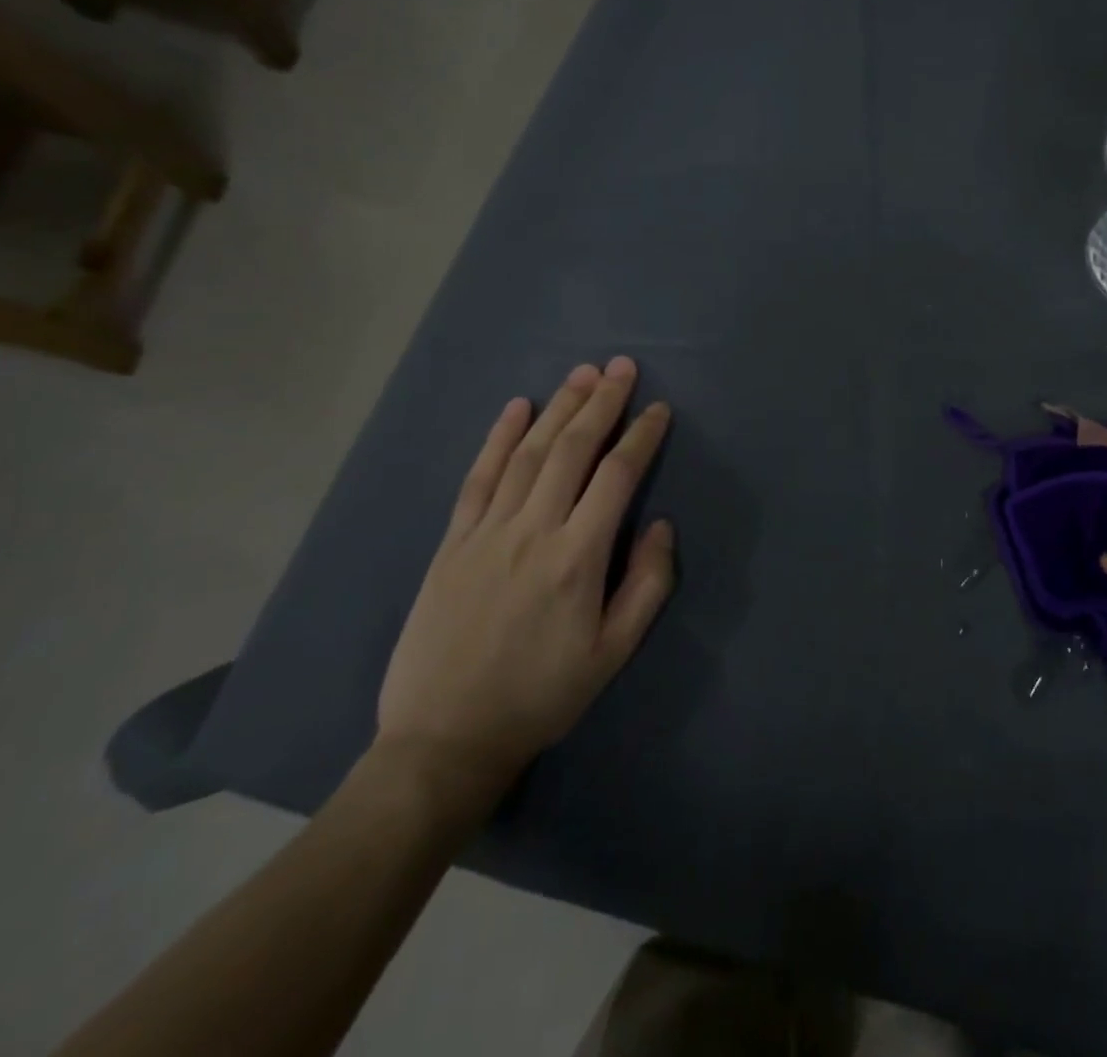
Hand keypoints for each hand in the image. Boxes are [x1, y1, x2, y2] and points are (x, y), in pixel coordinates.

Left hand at [375, 356, 674, 818]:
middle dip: (601, 403)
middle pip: (571, 450)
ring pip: (528, 454)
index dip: (641, 437)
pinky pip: (478, 478)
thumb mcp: (613, 654)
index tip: (659, 409)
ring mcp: (486, 533)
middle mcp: (532, 531)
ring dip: (557, 408)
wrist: (445, 739)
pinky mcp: (453, 542)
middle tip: (622, 367)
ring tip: (582, 374)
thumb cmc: (542, 696)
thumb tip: (661, 526)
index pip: (616, 477)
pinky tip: (516, 409)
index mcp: (577, 558)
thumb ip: (647, 585)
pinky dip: (498, 438)